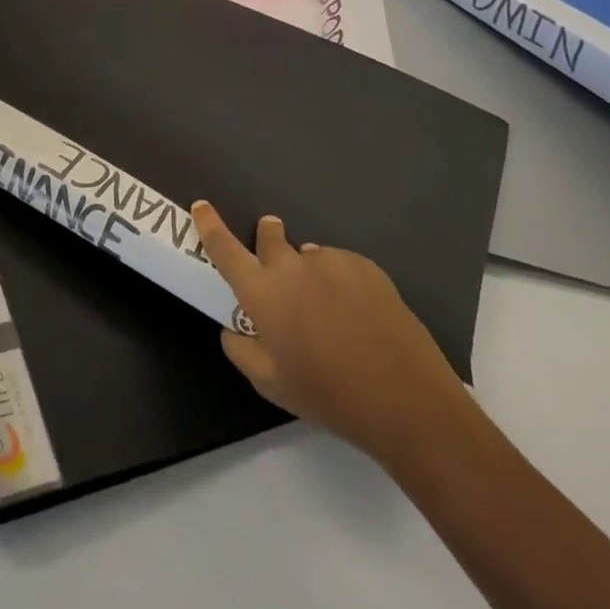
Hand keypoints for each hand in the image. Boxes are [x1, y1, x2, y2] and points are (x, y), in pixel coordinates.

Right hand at [191, 201, 470, 473]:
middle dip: (266, 237)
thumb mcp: (271, 385)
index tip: (201, 206)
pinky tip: (358, 314)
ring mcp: (331, 262)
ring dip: (307, 270)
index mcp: (263, 293)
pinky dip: (339, 280)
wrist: (408, 402)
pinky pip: (340, 264)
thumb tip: (233, 328)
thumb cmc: (330, 397)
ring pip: (308, 255)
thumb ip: (241, 350)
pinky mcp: (365, 267)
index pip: (224, 248)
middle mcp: (292, 267)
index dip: (209, 224)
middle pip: (269, 237)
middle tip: (273, 256)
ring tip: (328, 309)